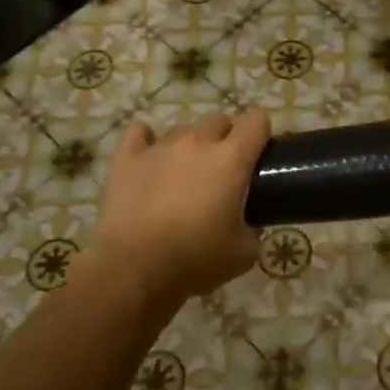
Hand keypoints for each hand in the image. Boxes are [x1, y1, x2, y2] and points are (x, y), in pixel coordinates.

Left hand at [91, 110, 270, 309]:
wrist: (134, 269)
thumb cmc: (195, 258)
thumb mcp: (244, 253)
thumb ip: (254, 229)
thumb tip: (250, 226)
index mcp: (231, 159)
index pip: (256, 121)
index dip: (261, 132)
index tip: (259, 153)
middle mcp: (197, 142)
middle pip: (219, 120)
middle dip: (226, 138)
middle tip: (223, 170)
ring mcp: (160, 147)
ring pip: (183, 130)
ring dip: (190, 145)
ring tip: (184, 174)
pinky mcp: (127, 157)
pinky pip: (140, 132)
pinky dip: (148, 141)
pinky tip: (151, 159)